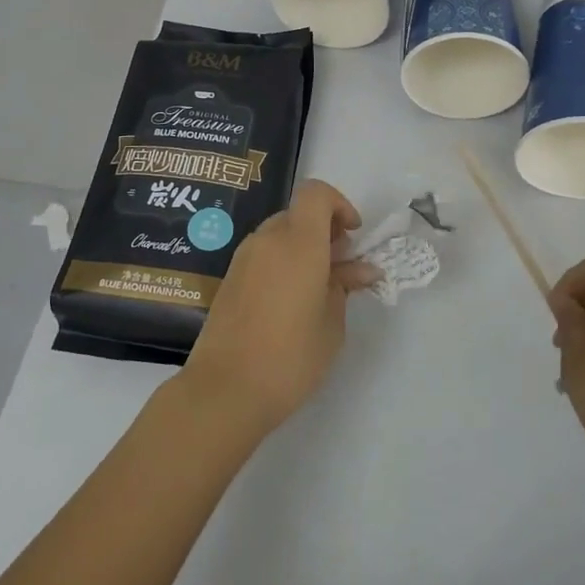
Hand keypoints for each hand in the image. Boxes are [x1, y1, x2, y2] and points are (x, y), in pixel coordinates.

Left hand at [180, 179, 378, 433]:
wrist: (224, 391)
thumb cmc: (290, 357)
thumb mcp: (332, 324)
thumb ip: (344, 286)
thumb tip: (360, 269)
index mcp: (299, 242)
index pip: (316, 193)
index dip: (339, 205)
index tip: (352, 236)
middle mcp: (268, 240)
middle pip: (298, 214)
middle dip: (323, 231)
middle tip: (341, 266)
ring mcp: (243, 258)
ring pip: (279, 234)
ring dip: (302, 248)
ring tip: (318, 287)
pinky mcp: (229, 279)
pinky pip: (263, 255)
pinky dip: (282, 263)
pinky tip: (291, 300)